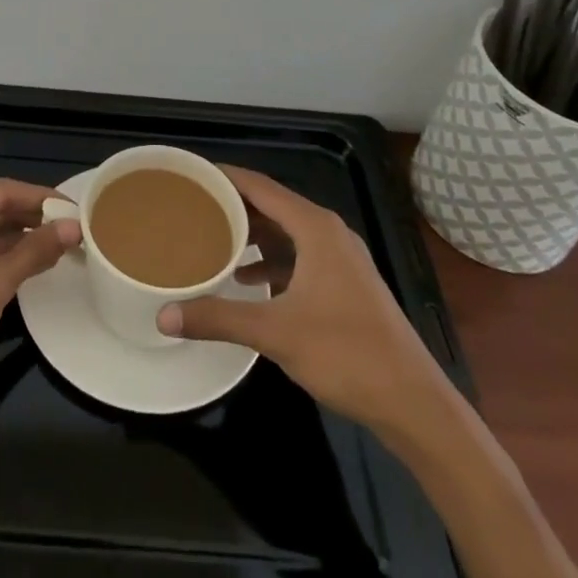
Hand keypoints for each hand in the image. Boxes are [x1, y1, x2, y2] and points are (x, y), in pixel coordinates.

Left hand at [0, 179, 78, 419]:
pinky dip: (6, 257)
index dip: (40, 198)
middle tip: (76, 226)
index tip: (77, 207)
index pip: (0, 191)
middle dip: (33, 218)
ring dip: (22, 238)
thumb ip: (35, 250)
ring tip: (64, 242)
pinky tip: (36, 262)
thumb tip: (75, 227)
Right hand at [156, 165, 455, 442]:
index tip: (191, 174)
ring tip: (212, 239)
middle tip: (193, 207)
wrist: (413, 403)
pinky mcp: (346, 285)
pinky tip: (248, 280)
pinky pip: (299, 256)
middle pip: (273, 206)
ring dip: (252, 234)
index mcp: (315, 228)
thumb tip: (164, 316)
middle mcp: (329, 233)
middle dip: (234, 206)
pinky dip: (272, 260)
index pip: (260, 186)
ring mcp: (341, 260)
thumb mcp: (275, 333)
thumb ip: (218, 318)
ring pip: (287, 233)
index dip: (225, 177)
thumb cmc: (345, 353)